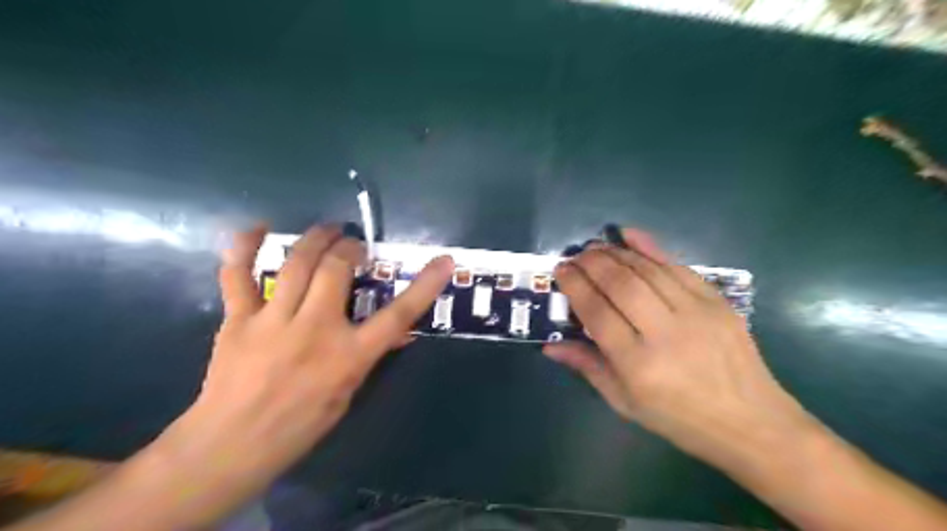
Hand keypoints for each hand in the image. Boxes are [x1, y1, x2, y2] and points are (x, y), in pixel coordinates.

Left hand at [159, 223, 452, 485]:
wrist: (232, 445)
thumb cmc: (299, 426)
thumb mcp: (348, 394)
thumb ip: (369, 356)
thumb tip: (399, 334)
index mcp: (349, 356)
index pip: (397, 314)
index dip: (425, 285)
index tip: (444, 261)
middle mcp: (315, 329)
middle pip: (337, 269)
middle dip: (351, 247)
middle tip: (355, 244)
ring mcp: (273, 321)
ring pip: (297, 263)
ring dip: (316, 239)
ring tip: (328, 230)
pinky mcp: (238, 320)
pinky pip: (238, 275)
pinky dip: (244, 248)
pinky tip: (257, 228)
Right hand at [544, 230, 808, 465]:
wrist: (750, 422)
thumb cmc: (678, 417)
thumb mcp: (624, 402)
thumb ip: (587, 366)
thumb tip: (550, 346)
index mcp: (638, 363)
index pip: (596, 312)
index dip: (574, 285)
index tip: (560, 270)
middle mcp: (665, 332)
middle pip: (620, 284)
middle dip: (592, 263)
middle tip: (575, 256)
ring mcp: (695, 312)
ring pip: (647, 270)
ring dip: (616, 253)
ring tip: (595, 247)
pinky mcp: (717, 301)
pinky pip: (677, 266)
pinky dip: (651, 247)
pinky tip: (630, 235)